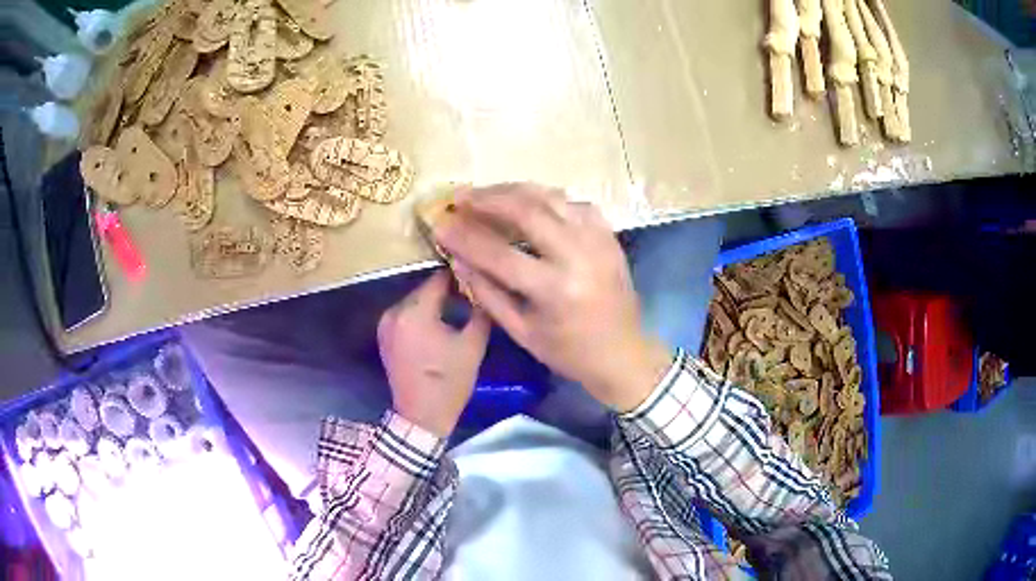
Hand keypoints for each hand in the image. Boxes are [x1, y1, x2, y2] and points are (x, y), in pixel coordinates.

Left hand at [378, 271, 489, 435]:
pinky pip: (406, 314)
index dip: (460, 277)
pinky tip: (438, 327)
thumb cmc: (449, 382)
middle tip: (470, 299)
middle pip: (425, 289)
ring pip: (415, 301)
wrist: (421, 417)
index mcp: (414, 311)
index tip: (477, 280)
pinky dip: (421, 315)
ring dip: (434, 303)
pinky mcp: (384, 335)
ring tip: (456, 313)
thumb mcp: (473, 346)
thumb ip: (479, 310)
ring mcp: (385, 324)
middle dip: (447, 291)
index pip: (439, 278)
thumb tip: (482, 288)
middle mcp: (394, 311)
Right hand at [434, 184, 671, 411]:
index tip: (439, 224)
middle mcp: (578, 256)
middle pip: (526, 210)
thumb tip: (457, 257)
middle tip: (460, 198)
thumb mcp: (521, 332)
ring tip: (486, 193)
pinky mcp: (608, 234)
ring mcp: (597, 240)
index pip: (498, 253)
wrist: (623, 352)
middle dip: (487, 199)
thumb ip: (486, 292)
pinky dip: (546, 198)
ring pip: (550, 197)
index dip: (464, 236)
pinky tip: (528, 202)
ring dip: (513, 191)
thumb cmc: (568, 351)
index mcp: (554, 290)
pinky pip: (572, 202)